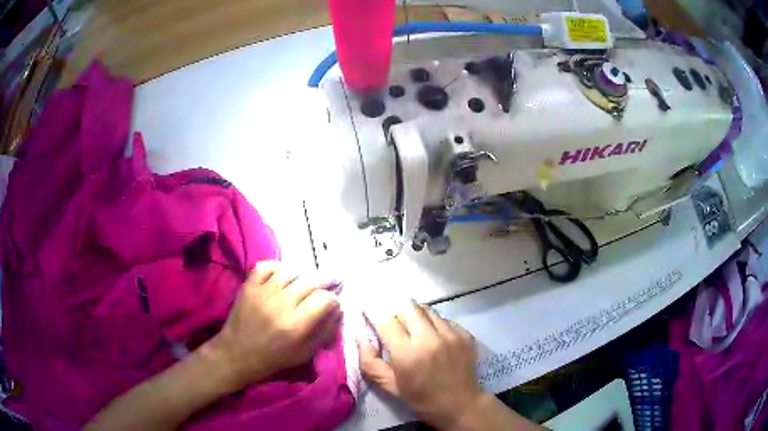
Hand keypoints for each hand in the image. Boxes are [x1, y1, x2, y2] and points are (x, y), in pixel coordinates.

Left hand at [208, 261, 341, 390]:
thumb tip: (338, 311)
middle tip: (332, 280)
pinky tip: (283, 274)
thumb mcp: (305, 353)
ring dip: (302, 275)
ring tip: (306, 281)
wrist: (237, 354)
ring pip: (290, 272)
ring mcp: (262, 293)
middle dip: (326, 280)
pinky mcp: (248, 287)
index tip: (333, 303)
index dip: (333, 299)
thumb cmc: (274, 358)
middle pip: (310, 282)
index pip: (324, 299)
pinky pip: (265, 266)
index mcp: (296, 325)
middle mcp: (281, 305)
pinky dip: (277, 266)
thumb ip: (325, 332)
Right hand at [359, 301, 483, 428]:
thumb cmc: (421, 399)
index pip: (387, 321)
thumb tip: (361, 339)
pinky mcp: (465, 335)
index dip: (375, 315)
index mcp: (408, 354)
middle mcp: (430, 339)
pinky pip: (445, 319)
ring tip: (416, 330)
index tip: (370, 314)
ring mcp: (450, 335)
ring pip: (428, 310)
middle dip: (398, 312)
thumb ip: (370, 363)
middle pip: (408, 307)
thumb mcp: (390, 387)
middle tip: (396, 324)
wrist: (460, 405)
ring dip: (417, 316)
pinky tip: (435, 339)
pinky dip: (435, 324)